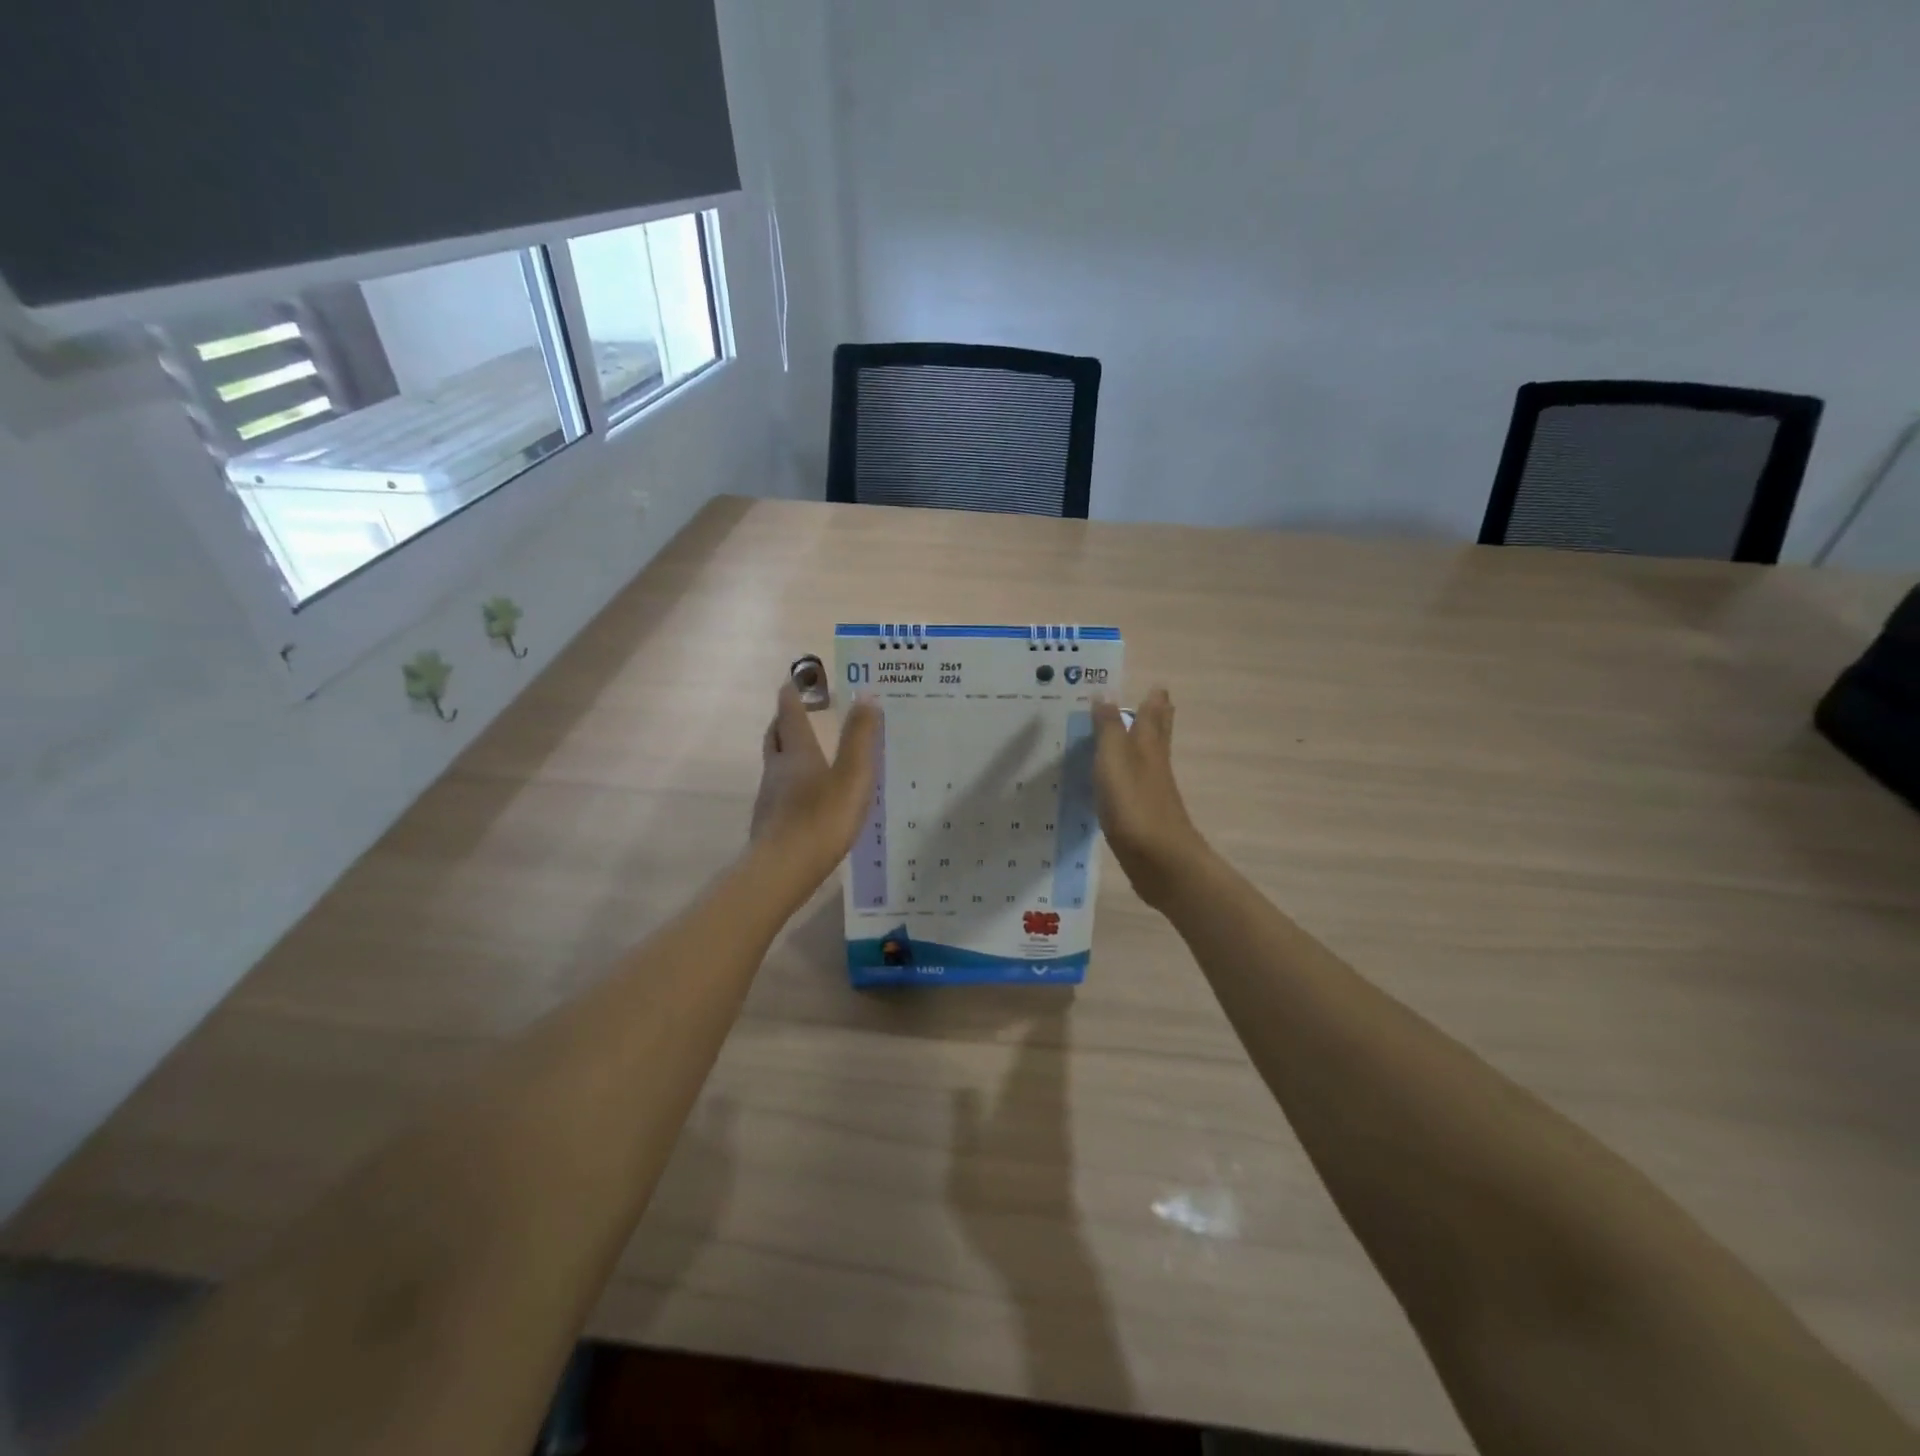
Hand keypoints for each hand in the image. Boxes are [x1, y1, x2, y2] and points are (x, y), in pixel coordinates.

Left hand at [750, 683, 882, 888]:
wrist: (782, 870)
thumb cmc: (821, 818)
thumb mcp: (852, 776)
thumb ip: (860, 737)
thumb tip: (866, 694)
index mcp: (798, 753)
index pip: (790, 714)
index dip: (792, 695)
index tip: (793, 681)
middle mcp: (778, 769)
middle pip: (775, 736)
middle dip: (784, 721)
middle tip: (795, 712)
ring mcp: (770, 797)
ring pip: (775, 765)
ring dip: (786, 752)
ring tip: (806, 752)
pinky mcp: (770, 822)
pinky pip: (779, 791)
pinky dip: (789, 782)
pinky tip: (805, 796)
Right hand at [1091, 688, 1209, 908]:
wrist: (1159, 861)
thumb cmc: (1135, 804)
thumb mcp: (1114, 760)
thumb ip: (1108, 728)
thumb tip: (1105, 692)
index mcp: (1148, 746)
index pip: (1153, 714)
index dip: (1153, 699)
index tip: (1155, 684)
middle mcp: (1154, 764)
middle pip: (1158, 734)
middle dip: (1156, 717)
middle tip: (1155, 701)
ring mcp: (1151, 792)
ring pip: (1147, 759)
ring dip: (1141, 744)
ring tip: (1129, 734)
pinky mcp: (1142, 816)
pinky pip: (1134, 785)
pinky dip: (1128, 775)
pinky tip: (1116, 781)